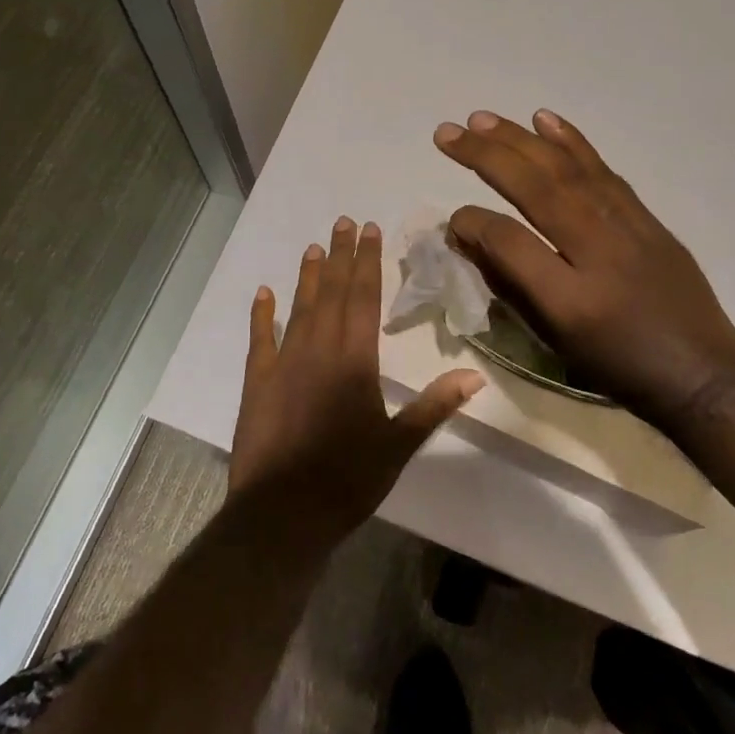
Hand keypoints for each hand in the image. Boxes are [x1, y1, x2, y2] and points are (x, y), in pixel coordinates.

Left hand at [229, 217, 484, 535]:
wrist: (282, 512)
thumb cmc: (348, 478)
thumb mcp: (399, 445)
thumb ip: (435, 405)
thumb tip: (476, 375)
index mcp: (355, 359)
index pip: (365, 297)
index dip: (368, 261)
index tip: (369, 230)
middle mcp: (319, 348)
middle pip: (332, 292)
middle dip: (341, 255)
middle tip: (343, 221)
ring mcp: (284, 361)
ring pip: (299, 307)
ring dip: (308, 276)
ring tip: (314, 246)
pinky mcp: (258, 380)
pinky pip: (260, 338)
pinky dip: (262, 314)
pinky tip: (263, 293)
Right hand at [434, 110, 734, 428]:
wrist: (702, 374)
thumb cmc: (617, 366)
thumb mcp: (553, 340)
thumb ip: (507, 282)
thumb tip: (466, 235)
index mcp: (570, 298)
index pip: (509, 240)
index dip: (472, 222)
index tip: (452, 220)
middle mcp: (598, 251)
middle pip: (535, 188)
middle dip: (486, 156)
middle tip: (446, 133)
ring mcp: (627, 227)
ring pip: (565, 169)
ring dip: (519, 139)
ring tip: (481, 118)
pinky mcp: (645, 216)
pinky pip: (602, 170)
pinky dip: (572, 141)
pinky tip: (544, 119)